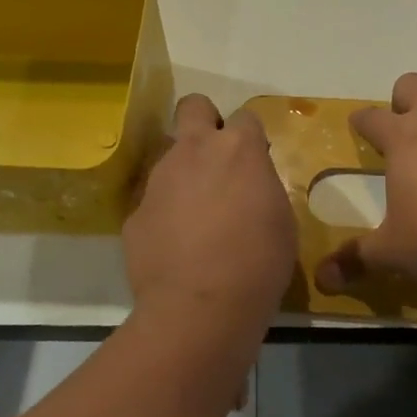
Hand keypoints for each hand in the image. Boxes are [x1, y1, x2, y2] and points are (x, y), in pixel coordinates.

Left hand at [124, 94, 297, 350]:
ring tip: (196, 219)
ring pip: (170, 157)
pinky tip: (176, 249)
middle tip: (215, 159)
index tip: (253, 163)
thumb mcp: (280, 219)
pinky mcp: (135, 212)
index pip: (245, 117)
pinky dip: (165, 216)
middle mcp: (194, 151)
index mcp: (237, 149)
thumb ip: (261, 186)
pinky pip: (153, 202)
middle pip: (193, 106)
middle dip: (204, 121)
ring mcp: (159, 179)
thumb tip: (247, 183)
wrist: (199, 309)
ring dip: (184, 175)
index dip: (249, 138)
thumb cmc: (257, 264)